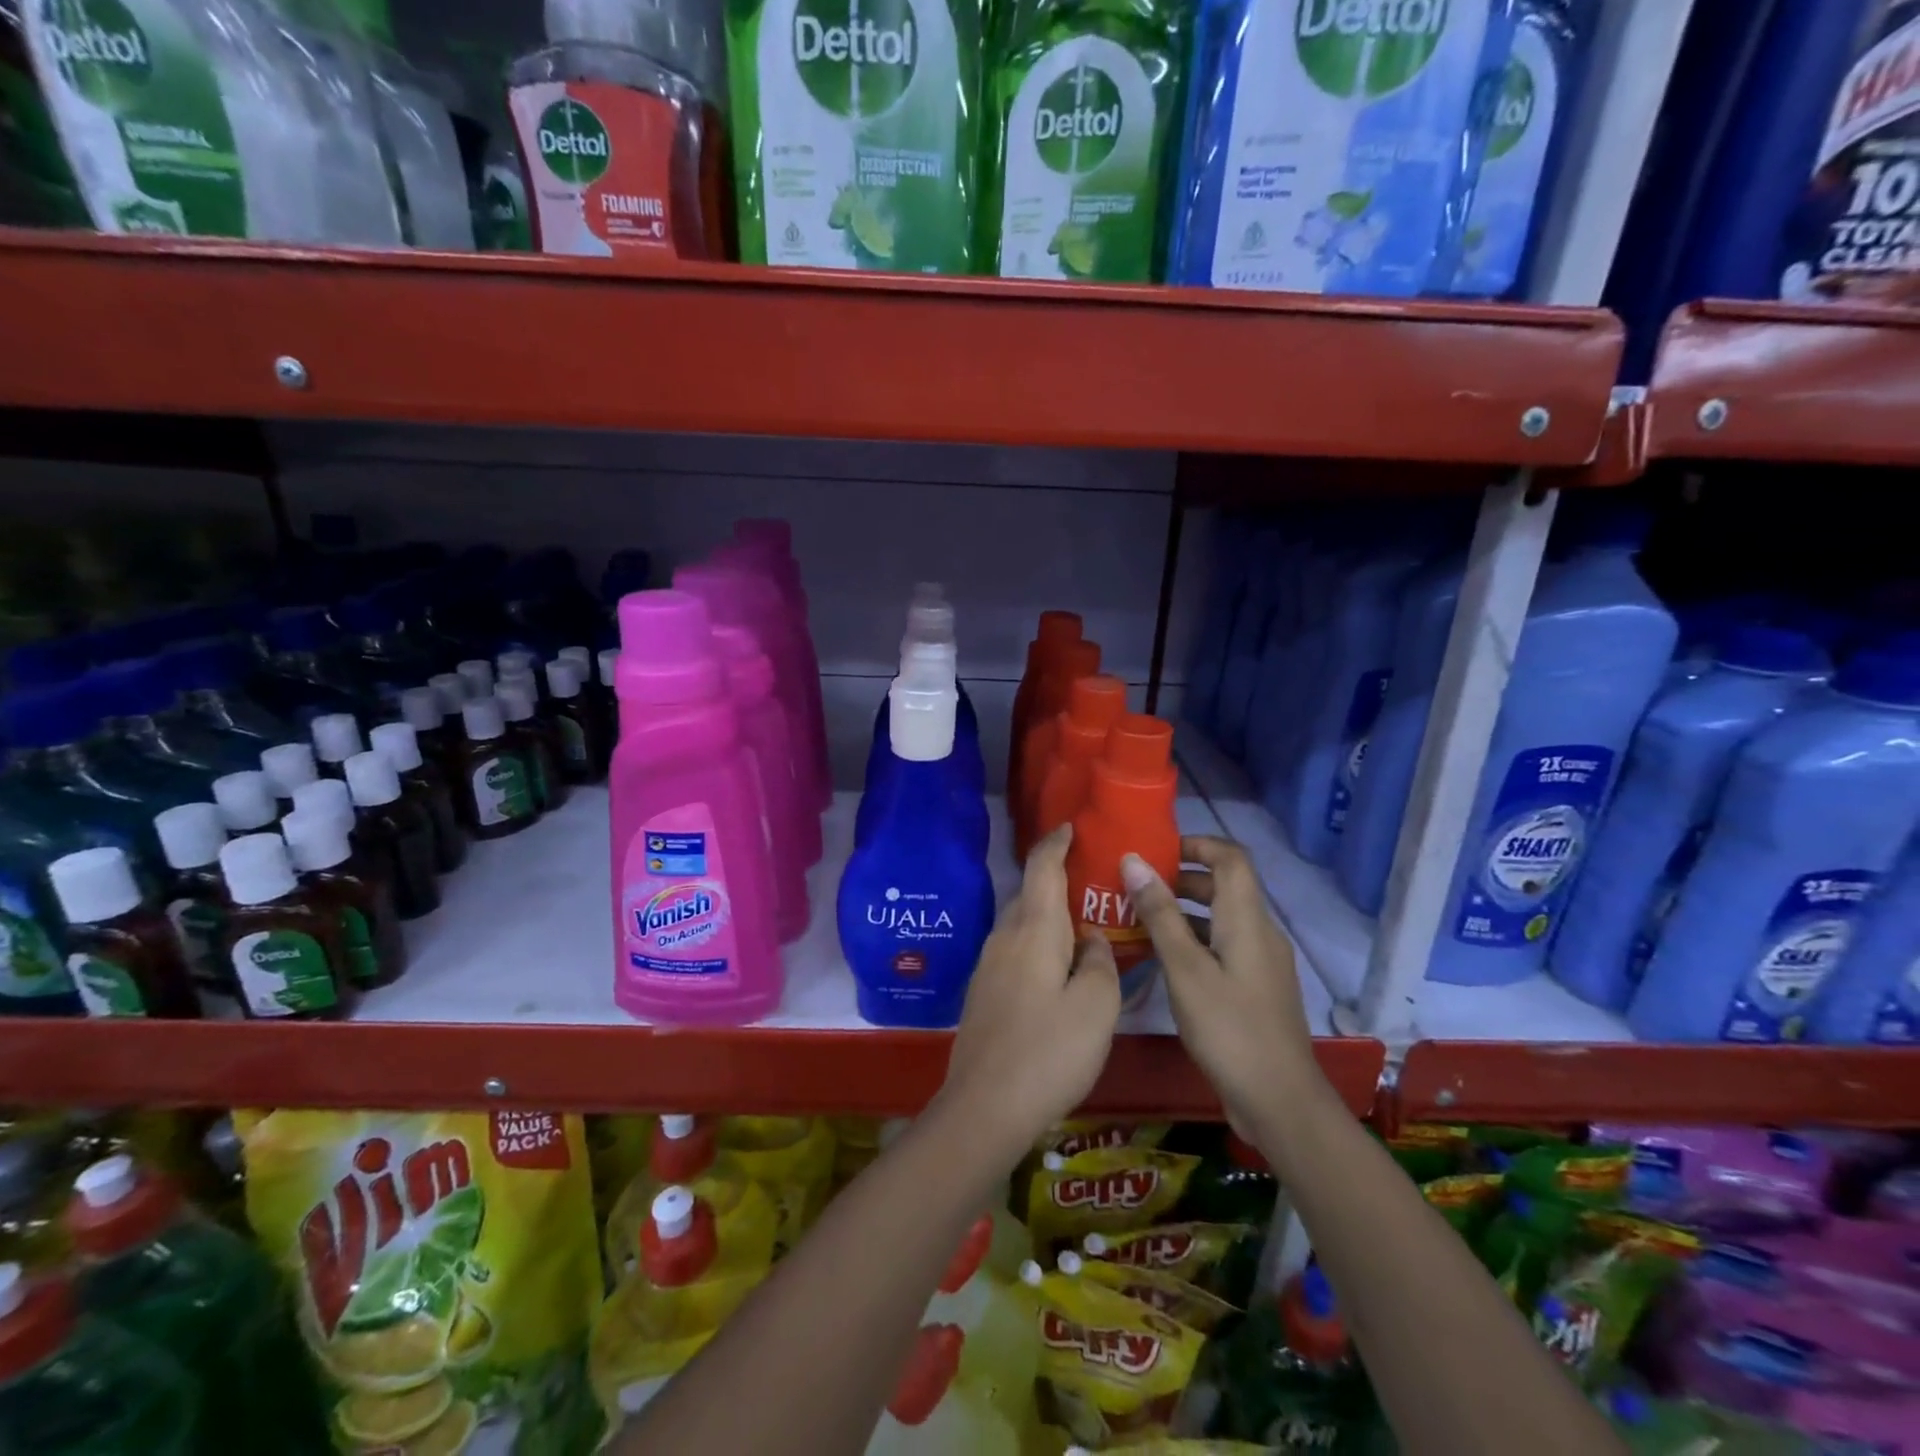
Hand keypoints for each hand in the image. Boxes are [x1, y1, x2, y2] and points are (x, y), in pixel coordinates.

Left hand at [940, 825, 1120, 1160]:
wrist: (984, 1106)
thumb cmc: (1048, 1051)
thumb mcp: (1096, 1007)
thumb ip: (1101, 963)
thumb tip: (1094, 940)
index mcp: (1033, 929)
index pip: (1042, 867)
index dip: (1056, 842)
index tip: (1071, 827)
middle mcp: (1005, 936)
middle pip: (1032, 894)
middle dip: (1059, 882)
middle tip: (1096, 886)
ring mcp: (989, 964)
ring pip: (1023, 925)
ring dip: (1050, 917)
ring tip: (1084, 928)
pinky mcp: (984, 991)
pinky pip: (1016, 950)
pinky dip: (1039, 944)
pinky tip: (1059, 970)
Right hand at [1121, 837, 1322, 1138]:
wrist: (1279, 1102)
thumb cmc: (1229, 1029)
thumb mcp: (1185, 969)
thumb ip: (1160, 914)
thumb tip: (1134, 861)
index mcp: (1247, 920)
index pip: (1230, 857)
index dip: (1196, 843)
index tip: (1155, 850)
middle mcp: (1260, 933)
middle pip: (1224, 886)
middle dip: (1180, 878)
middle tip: (1135, 887)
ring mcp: (1261, 962)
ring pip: (1221, 919)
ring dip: (1183, 911)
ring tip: (1138, 920)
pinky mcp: (1256, 988)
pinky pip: (1223, 946)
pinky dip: (1193, 940)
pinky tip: (1163, 961)